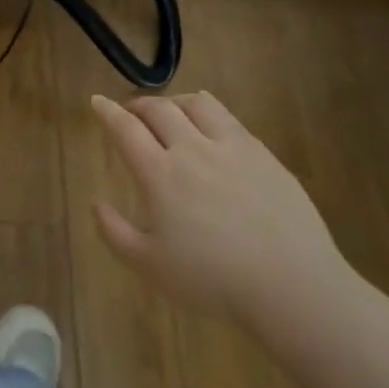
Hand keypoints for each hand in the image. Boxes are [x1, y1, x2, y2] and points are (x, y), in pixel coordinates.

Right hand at [90, 91, 347, 328]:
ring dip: (175, 102)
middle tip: (131, 113)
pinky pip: (229, 119)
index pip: (126, 129)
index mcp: (160, 174)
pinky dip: (209, 112)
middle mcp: (193, 150)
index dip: (107, 112)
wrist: (292, 286)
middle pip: (159, 109)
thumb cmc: (213, 280)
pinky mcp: (263, 154)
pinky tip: (211, 125)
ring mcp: (232, 148)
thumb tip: (96, 202)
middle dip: (138, 105)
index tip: (97, 102)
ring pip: (196, 104)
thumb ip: (115, 233)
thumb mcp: (150, 266)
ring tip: (171, 113)